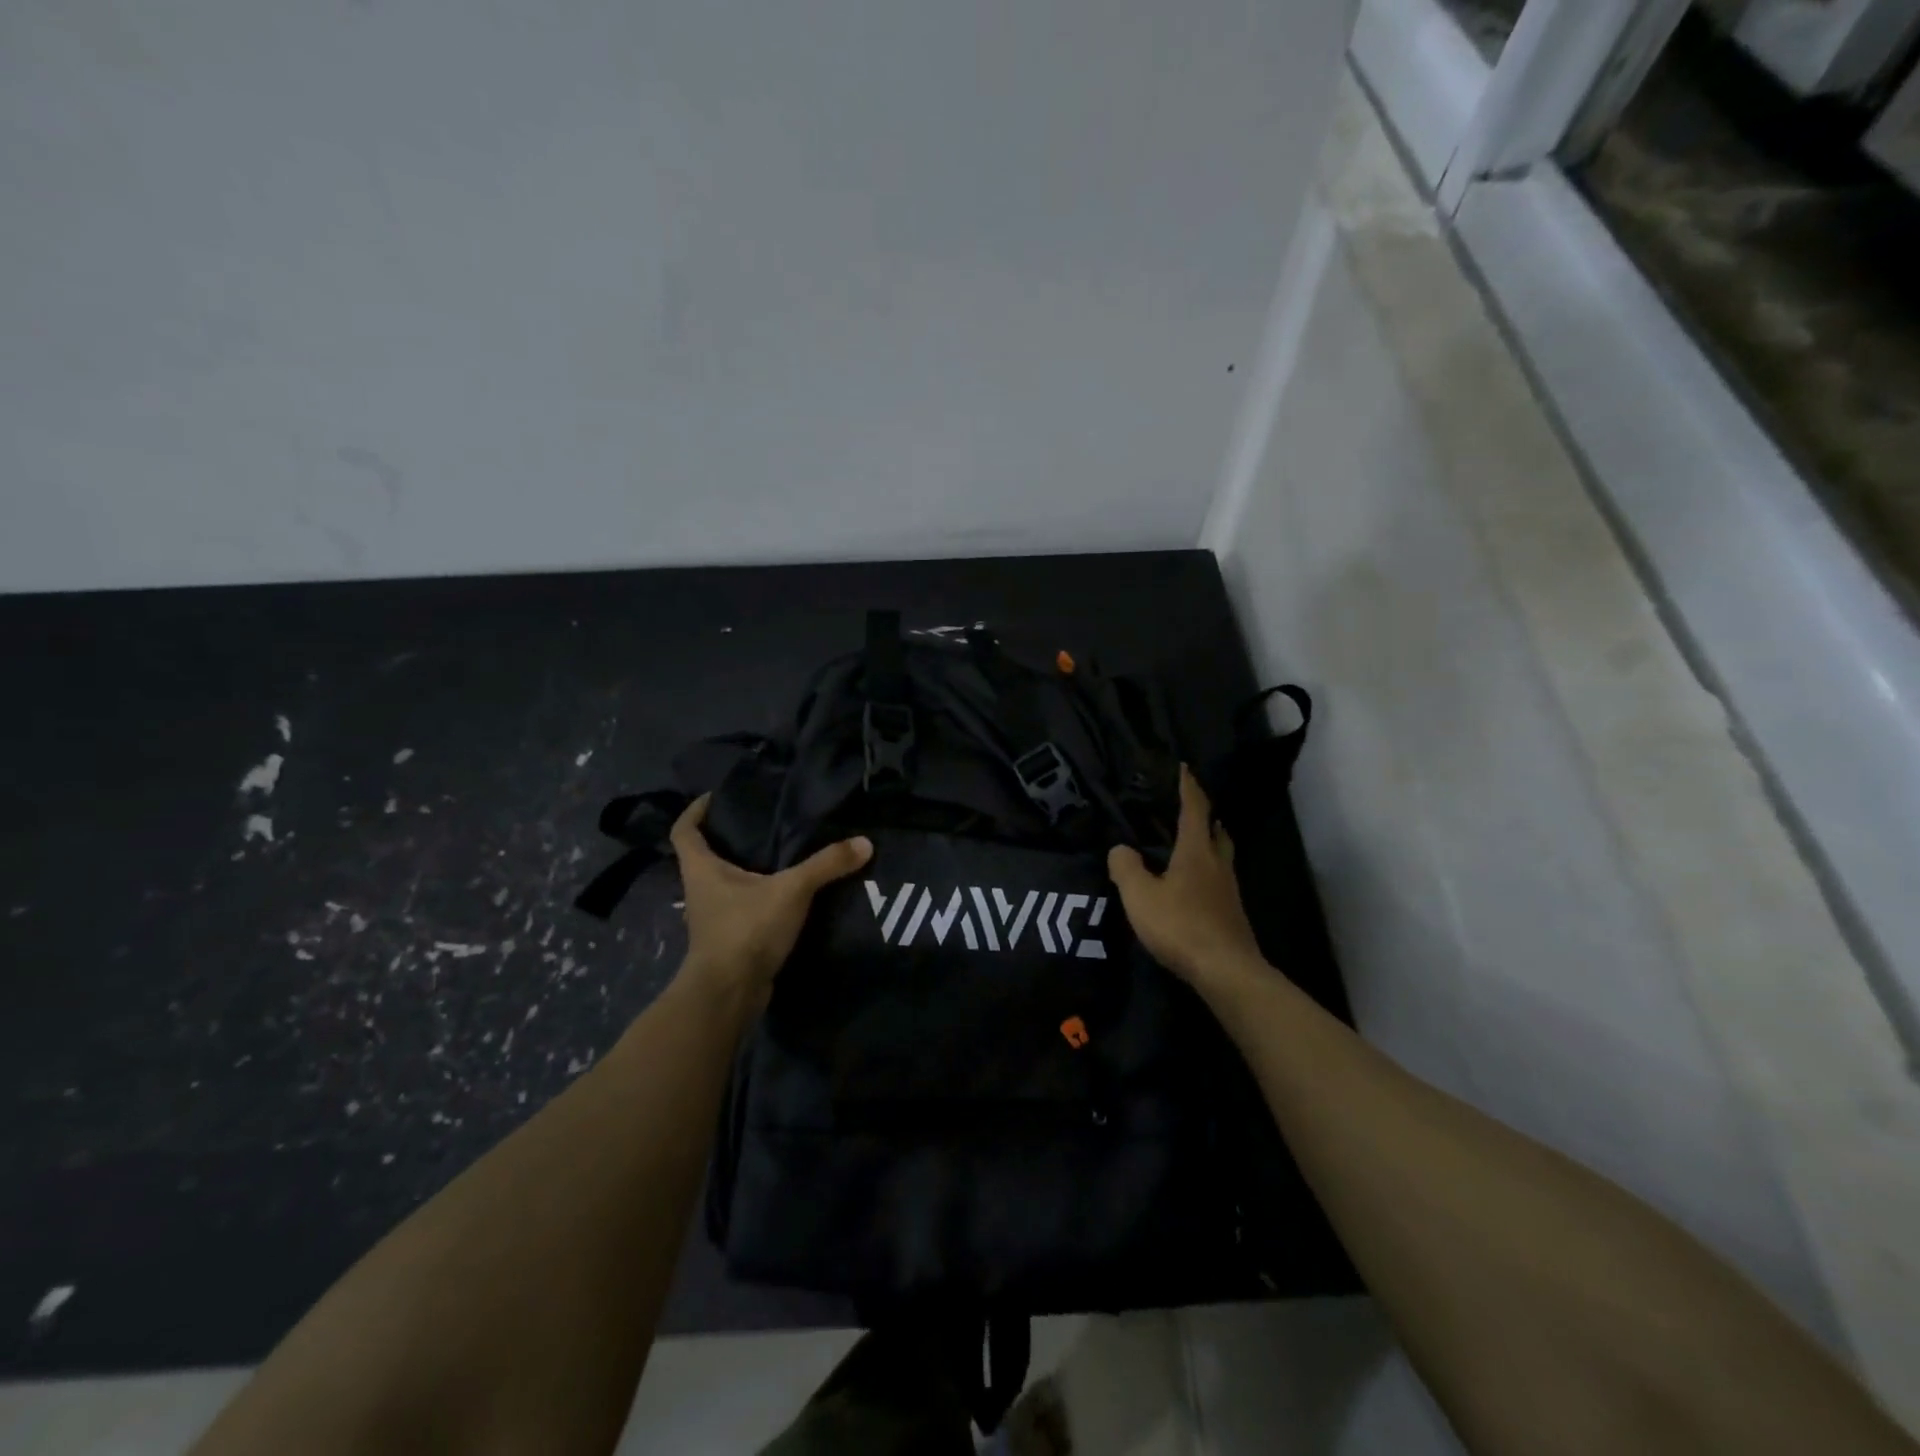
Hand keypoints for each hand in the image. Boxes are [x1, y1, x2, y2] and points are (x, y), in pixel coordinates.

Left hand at [670, 795, 872, 1010]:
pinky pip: (742, 907)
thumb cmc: (746, 929)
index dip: (695, 811)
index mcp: (701, 869)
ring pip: (725, 882)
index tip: (718, 797)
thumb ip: (826, 865)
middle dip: (728, 837)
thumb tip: (865, 842)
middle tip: (763, 820)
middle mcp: (701, 889)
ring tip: (781, 853)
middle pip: (705, 854)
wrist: (729, 994)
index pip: (684, 830)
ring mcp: (713, 917)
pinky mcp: (730, 938)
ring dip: (746, 868)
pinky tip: (787, 893)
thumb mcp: (791, 890)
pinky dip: (759, 896)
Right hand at [1108, 765, 1265, 992]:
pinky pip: (1219, 879)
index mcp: (1196, 852)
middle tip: (1188, 807)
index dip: (1188, 787)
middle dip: (1204, 815)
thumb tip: (1120, 848)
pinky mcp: (1232, 913)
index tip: (1184, 768)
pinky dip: (1207, 871)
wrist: (1225, 970)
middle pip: (1216, 830)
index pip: (1194, 809)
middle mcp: (1217, 864)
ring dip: (1209, 842)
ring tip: (1190, 843)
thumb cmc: (1181, 926)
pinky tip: (1193, 885)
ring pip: (1221, 855)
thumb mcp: (1140, 896)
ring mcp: (1229, 889)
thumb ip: (1125, 868)